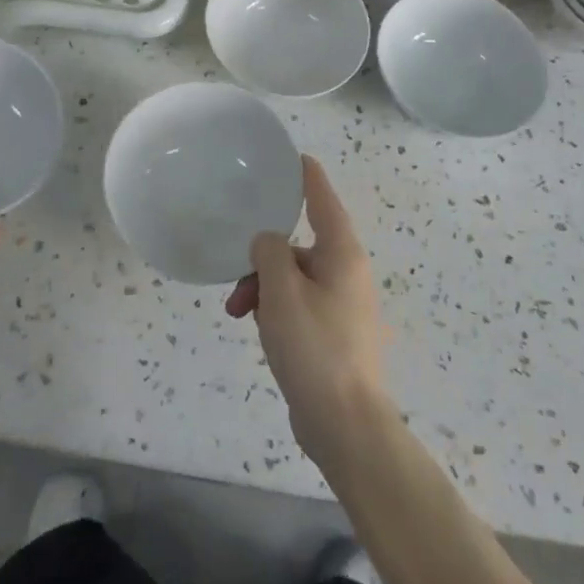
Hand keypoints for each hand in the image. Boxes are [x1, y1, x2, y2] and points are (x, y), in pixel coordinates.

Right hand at [226, 156, 391, 468]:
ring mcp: (342, 304)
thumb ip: (269, 252)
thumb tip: (267, 240)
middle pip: (299, 244)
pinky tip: (259, 331)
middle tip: (237, 278)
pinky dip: (276, 309)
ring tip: (240, 313)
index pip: (323, 198)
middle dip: (263, 257)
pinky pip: (298, 304)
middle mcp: (346, 272)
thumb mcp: (282, 291)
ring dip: (264, 288)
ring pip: (294, 277)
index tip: (291, 156)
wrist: (345, 427)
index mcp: (341, 253)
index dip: (306, 175)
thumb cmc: (315, 348)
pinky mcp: (333, 333)